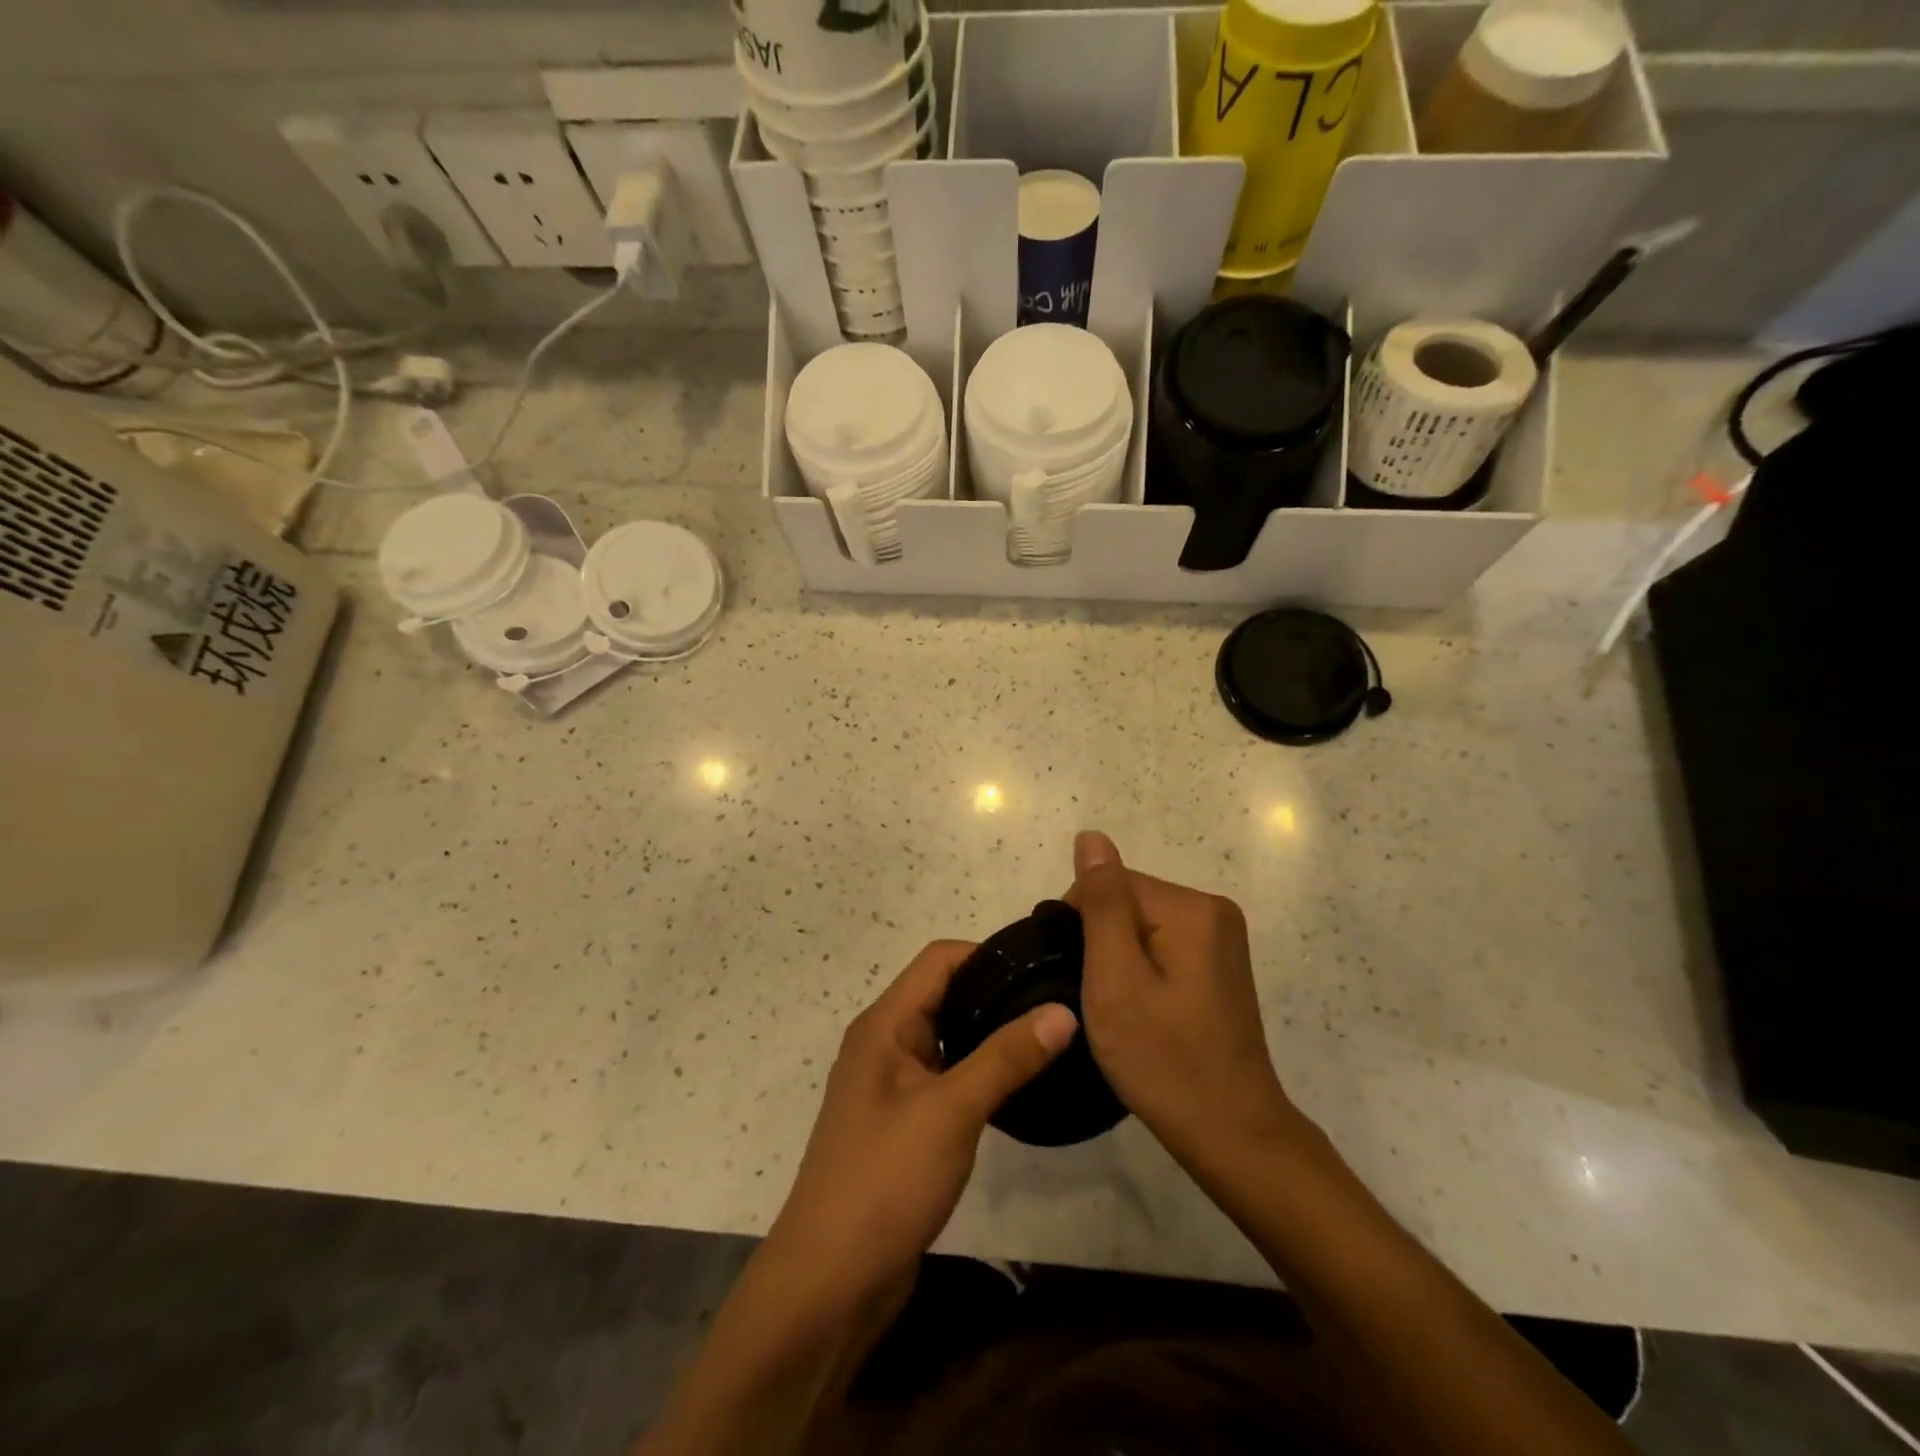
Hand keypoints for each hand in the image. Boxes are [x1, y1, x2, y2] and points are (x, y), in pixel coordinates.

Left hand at [763, 940, 1077, 1311]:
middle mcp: (884, 1043)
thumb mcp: (951, 1111)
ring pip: (946, 1037)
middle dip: (994, 991)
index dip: (987, 953)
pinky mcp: (902, 1122)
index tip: (1040, 964)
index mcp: (884, 1024)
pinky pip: (945, 1076)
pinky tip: (1015, 1085)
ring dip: (988, 1032)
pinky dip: (977, 1070)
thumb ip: (1006, 1057)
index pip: (938, 960)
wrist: (830, 1282)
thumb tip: (1062, 1010)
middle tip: (1055, 1000)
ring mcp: (891, 1085)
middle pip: (942, 994)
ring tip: (1046, 1036)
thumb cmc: (885, 1180)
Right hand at [1066, 831, 1295, 1165]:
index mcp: (1192, 908)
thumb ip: (1103, 903)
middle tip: (1102, 1001)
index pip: (1111, 884)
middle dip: (1103, 943)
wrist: (1231, 1134)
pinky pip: (1163, 947)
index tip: (1080, 977)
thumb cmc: (1164, 1059)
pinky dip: (1142, 972)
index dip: (1082, 926)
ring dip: (1120, 961)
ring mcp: (1222, 940)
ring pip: (1142, 927)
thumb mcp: (1117, 979)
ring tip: (1122, 1011)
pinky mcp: (1220, 967)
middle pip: (1129, 902)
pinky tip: (1144, 1012)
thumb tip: (1091, 836)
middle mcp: (1214, 911)